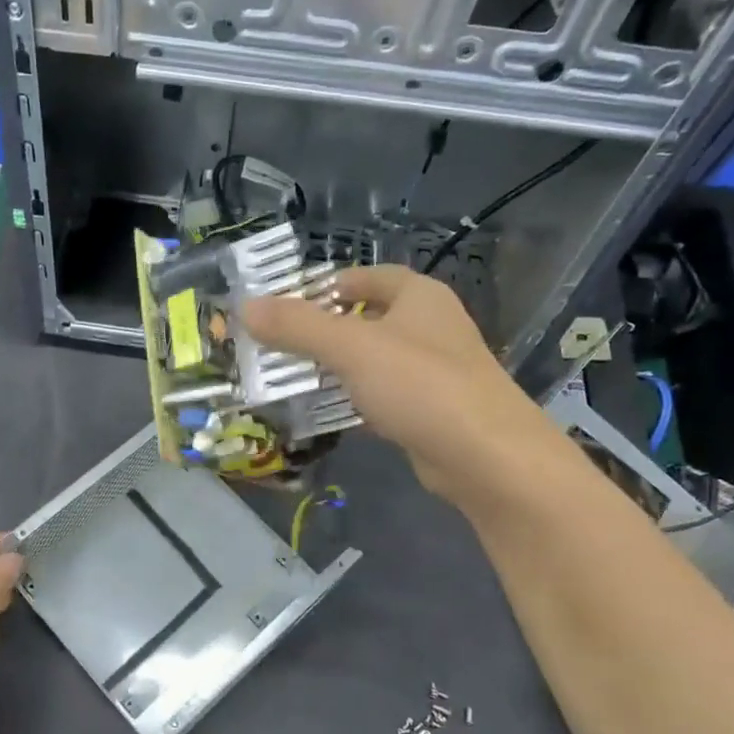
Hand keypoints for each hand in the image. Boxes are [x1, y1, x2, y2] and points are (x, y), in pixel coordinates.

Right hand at [243, 265, 534, 502]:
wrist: (486, 457)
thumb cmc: (420, 385)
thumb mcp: (351, 348)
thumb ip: (298, 327)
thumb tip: (246, 307)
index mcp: (420, 297)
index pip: (370, 276)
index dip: (329, 284)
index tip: (288, 302)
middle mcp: (430, 327)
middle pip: (368, 319)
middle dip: (324, 331)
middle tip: (278, 344)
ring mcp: (433, 372)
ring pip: (373, 362)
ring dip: (336, 369)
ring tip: (289, 378)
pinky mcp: (430, 412)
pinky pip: (382, 398)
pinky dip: (354, 402)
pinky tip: (324, 415)